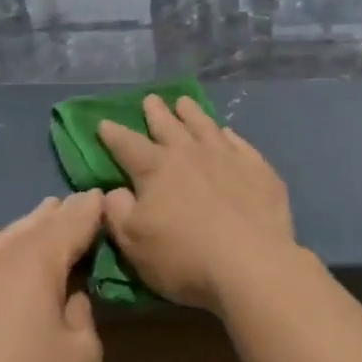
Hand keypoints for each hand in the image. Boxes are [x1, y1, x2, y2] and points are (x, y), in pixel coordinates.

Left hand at [0, 192, 105, 361]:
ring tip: (49, 212)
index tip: (114, 199)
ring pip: (9, 234)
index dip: (97, 208)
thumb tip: (69, 300)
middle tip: (87, 205)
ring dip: (32, 224)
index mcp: (39, 259)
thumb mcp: (81, 358)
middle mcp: (3, 255)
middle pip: (41, 222)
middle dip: (65, 213)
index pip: (76, 219)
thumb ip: (84, 318)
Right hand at [97, 96, 297, 311]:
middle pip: (168, 125)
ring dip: (192, 113)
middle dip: (156, 112)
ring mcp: (227, 157)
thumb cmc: (184, 257)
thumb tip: (114, 191)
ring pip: (204, 125)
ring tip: (184, 102)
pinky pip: (239, 143)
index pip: (127, 145)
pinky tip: (227, 132)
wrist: (251, 263)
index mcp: (156, 169)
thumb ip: (118, 212)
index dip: (113, 134)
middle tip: (151, 99)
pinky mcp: (257, 168)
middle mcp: (190, 153)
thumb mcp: (134, 243)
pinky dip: (229, 135)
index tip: (104, 122)